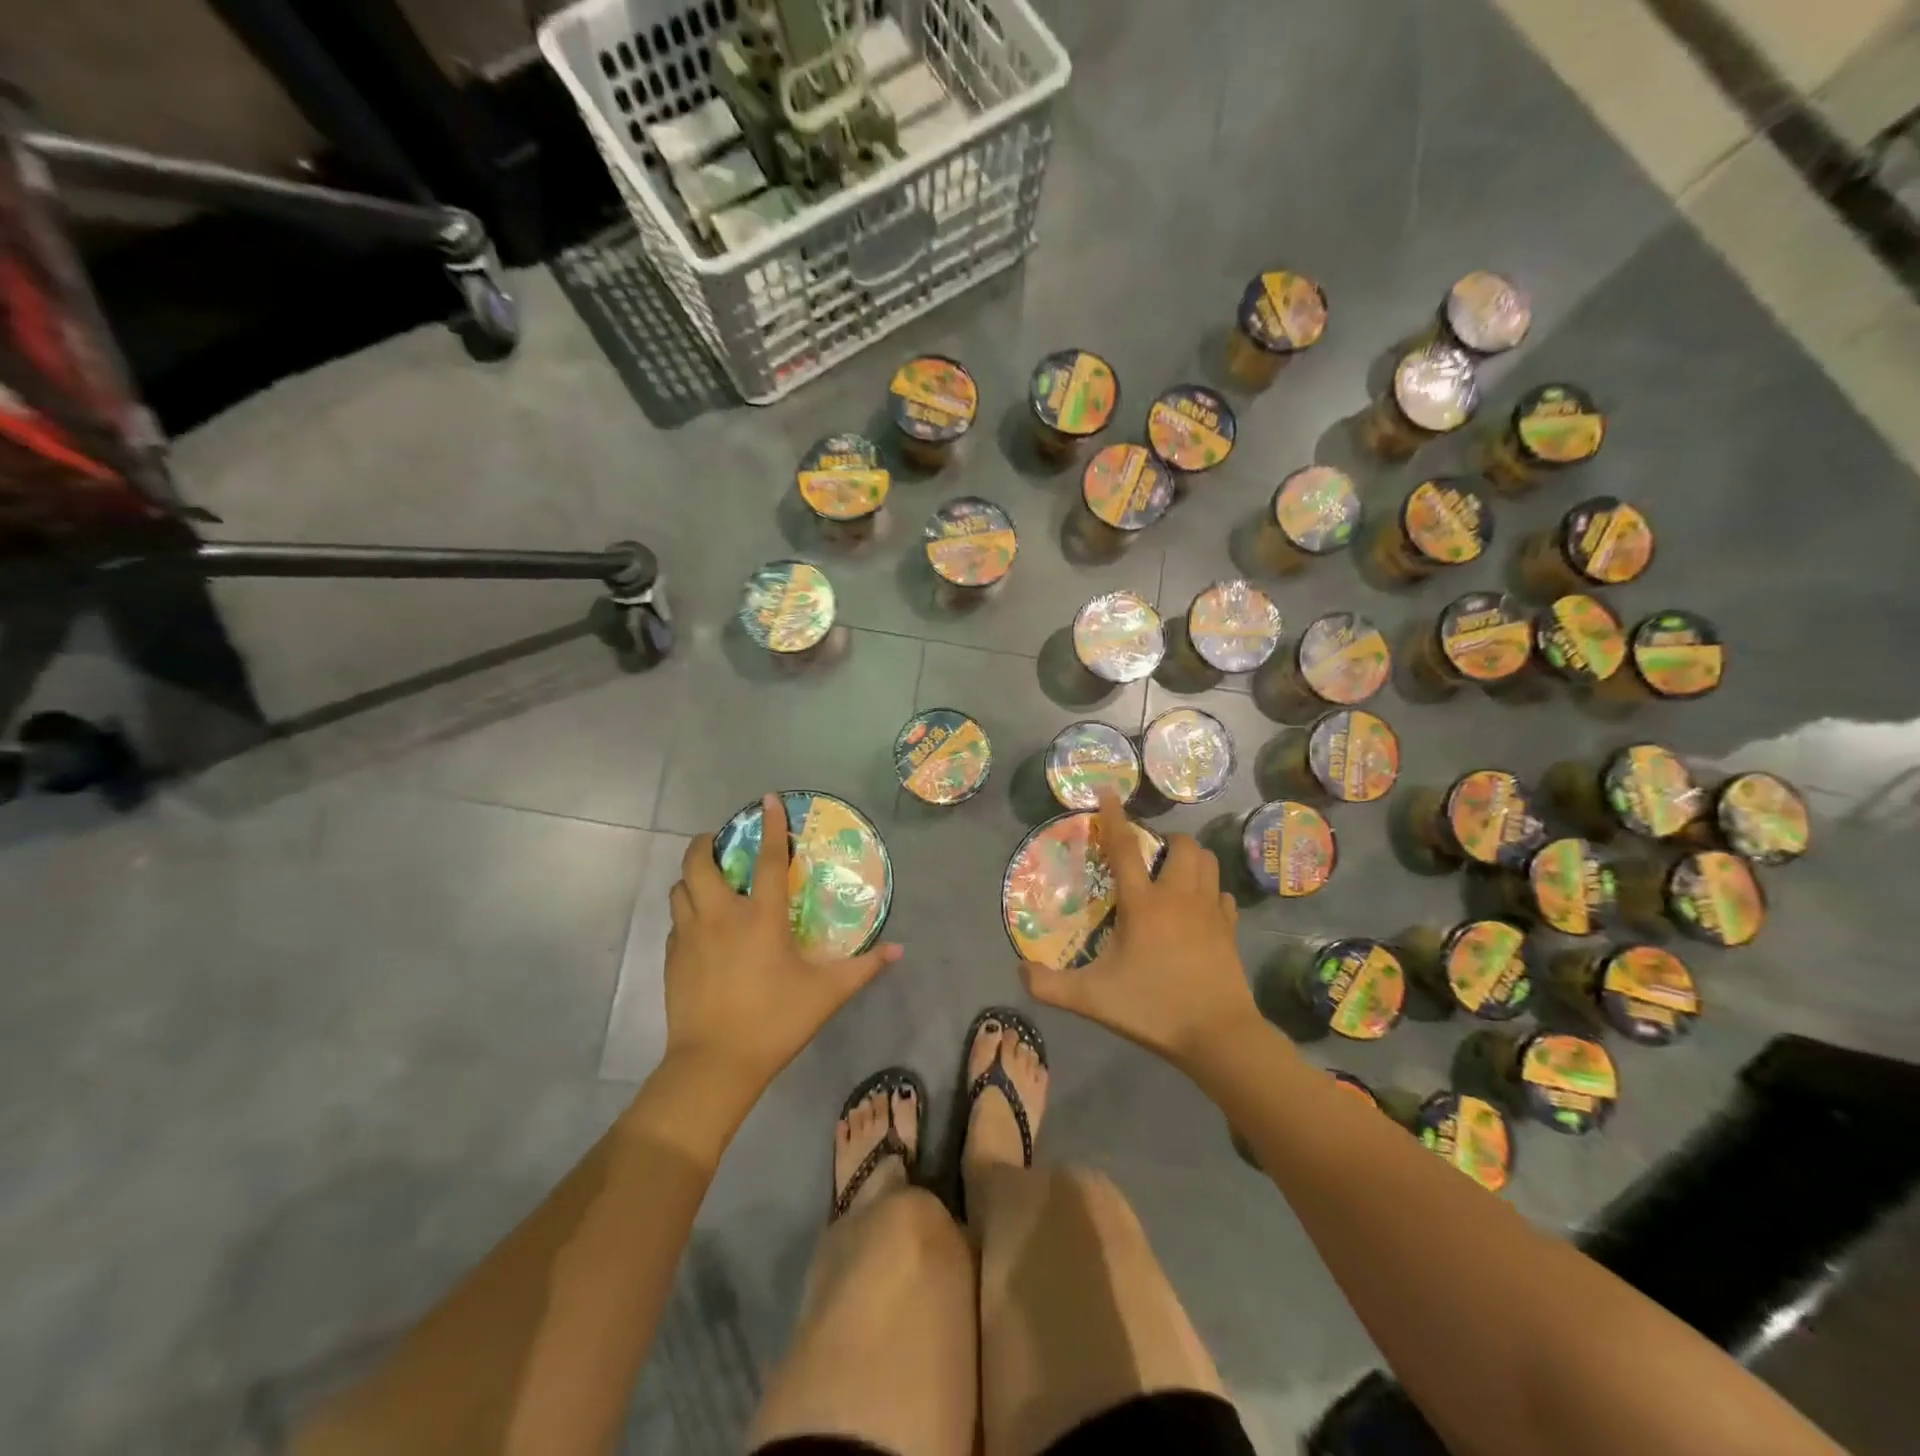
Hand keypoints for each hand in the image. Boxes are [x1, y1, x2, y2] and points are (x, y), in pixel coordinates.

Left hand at [665, 795, 901, 1093]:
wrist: (714, 1064)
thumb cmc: (775, 1021)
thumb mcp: (827, 994)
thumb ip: (864, 968)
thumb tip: (898, 950)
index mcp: (761, 917)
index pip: (769, 859)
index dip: (772, 825)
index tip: (768, 799)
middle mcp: (721, 916)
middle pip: (699, 862)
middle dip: (706, 843)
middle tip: (721, 843)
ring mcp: (690, 936)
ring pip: (680, 888)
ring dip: (692, 876)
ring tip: (709, 881)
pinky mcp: (672, 958)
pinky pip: (675, 920)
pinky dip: (686, 911)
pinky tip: (700, 927)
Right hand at [1020, 790, 1258, 1070]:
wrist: (1219, 1036)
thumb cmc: (1153, 1009)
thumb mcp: (1092, 1000)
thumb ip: (1050, 985)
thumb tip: (1019, 971)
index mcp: (1143, 905)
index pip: (1125, 848)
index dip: (1114, 817)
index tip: (1109, 792)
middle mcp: (1179, 897)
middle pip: (1182, 846)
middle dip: (1165, 840)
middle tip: (1149, 856)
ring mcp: (1210, 911)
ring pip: (1209, 862)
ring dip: (1191, 858)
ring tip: (1172, 874)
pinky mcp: (1230, 930)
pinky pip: (1222, 894)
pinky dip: (1210, 891)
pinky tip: (1198, 908)